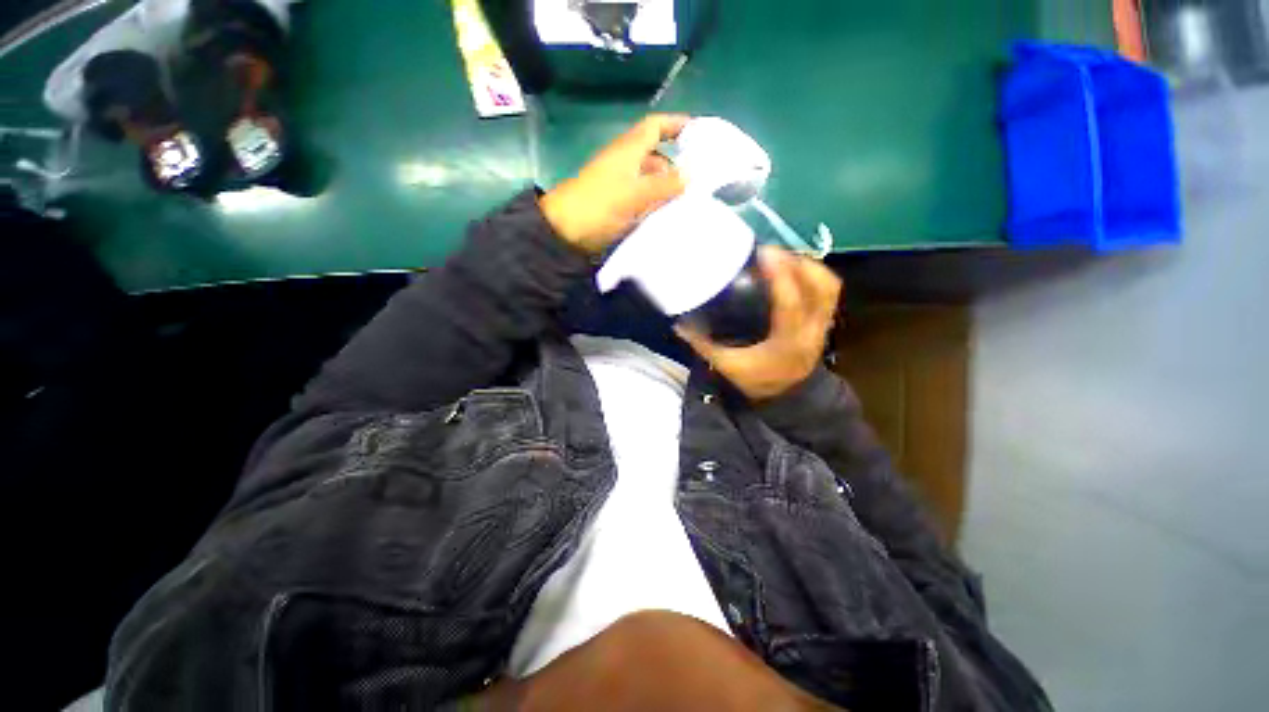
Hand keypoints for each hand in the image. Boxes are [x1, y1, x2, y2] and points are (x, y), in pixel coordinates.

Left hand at [540, 114, 688, 253]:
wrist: (565, 230)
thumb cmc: (600, 205)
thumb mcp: (636, 194)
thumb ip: (665, 185)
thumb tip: (691, 176)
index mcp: (628, 150)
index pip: (655, 126)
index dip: (676, 124)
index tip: (699, 132)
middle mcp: (624, 162)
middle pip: (655, 156)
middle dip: (676, 166)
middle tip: (699, 182)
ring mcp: (619, 184)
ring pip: (649, 180)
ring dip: (666, 188)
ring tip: (687, 203)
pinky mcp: (615, 204)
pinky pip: (641, 198)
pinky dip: (654, 203)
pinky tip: (667, 216)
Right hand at [676, 247, 841, 400]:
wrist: (786, 394)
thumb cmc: (757, 380)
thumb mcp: (727, 366)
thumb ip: (704, 344)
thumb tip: (680, 323)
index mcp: (788, 342)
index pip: (791, 304)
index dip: (781, 275)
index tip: (764, 254)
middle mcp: (812, 330)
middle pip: (820, 287)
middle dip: (796, 263)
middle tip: (768, 251)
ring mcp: (823, 324)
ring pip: (828, 285)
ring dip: (807, 264)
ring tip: (780, 255)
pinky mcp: (824, 319)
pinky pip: (829, 288)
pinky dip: (813, 272)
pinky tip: (793, 266)